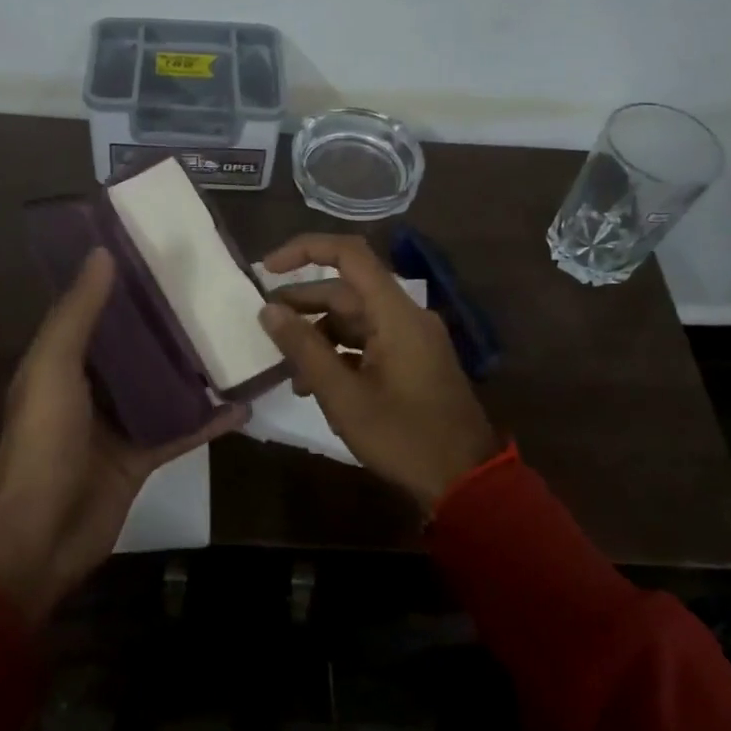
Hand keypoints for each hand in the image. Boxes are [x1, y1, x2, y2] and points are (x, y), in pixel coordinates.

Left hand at [0, 247, 247, 622]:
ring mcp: (120, 422)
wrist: (38, 538)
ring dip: (193, 366)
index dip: (124, 282)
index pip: (97, 309)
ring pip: (163, 384)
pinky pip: (182, 430)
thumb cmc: (42, 442)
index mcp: (64, 359)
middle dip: (168, 320)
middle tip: (214, 288)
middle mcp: (92, 385)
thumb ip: (78, 314)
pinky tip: (245, 402)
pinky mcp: (143, 456)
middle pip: (136, 345)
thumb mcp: (53, 368)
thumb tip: (103, 252)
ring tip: (236, 334)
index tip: (163, 252)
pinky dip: (210, 419)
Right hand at [258, 234, 498, 510]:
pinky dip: (340, 354)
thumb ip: (304, 348)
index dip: (305, 250)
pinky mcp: (413, 361)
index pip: (349, 254)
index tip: (267, 269)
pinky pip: (369, 342)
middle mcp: (405, 316)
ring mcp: (412, 339)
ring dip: (318, 336)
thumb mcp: (343, 396)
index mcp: (395, 313)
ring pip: (355, 319)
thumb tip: (269, 310)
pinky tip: (315, 386)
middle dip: (303, 303)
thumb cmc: (404, 437)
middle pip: (347, 291)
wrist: (466, 481)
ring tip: (288, 370)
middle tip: (264, 324)